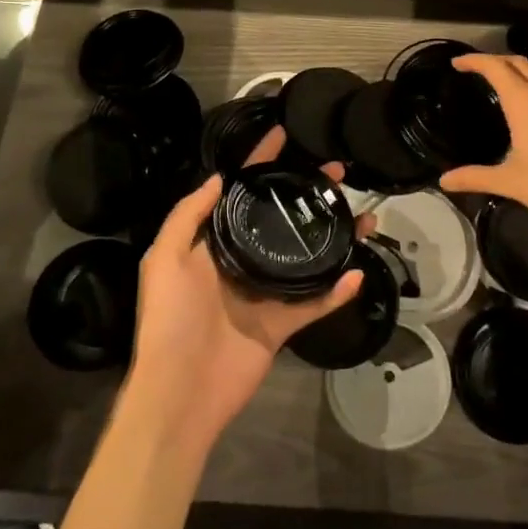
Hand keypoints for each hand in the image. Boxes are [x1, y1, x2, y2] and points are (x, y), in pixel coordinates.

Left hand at [124, 127, 365, 457]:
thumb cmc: (169, 321)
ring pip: (305, 258)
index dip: (260, 163)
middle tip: (338, 175)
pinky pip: (314, 303)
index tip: (285, 135)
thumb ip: (188, 216)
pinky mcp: (281, 326)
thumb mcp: (164, 260)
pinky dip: (336, 290)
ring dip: (333, 238)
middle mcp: (240, 264)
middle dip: (307, 194)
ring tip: (363, 218)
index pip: (240, 195)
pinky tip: (358, 271)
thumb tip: (218, 176)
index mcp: (213, 246)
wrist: (179, 393)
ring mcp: (263, 295)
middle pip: (280, 220)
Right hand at [440, 53, 527, 235]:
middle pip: (519, 62)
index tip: (458, 62)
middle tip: (481, 70)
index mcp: (523, 100)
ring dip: (525, 71)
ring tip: (513, 84)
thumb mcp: (509, 182)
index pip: (494, 67)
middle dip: (498, 61)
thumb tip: (444, 181)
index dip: (474, 60)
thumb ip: (474, 177)